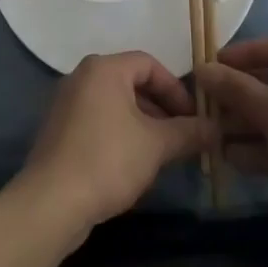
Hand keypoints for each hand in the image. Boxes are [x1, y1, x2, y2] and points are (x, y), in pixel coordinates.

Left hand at [12, 52, 207, 239]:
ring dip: (142, 123)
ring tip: (162, 153)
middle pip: (131, 82)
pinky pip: (98, 120)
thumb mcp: (156, 145)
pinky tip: (132, 163)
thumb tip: (216, 129)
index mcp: (104, 68)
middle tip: (181, 136)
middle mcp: (82, 76)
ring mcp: (66, 103)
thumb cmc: (108, 160)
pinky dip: (120, 133)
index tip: (193, 118)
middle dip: (161, 108)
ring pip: (115, 104)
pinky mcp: (58, 130)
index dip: (176, 89)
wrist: (51, 202)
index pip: (149, 64)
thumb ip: (188, 132)